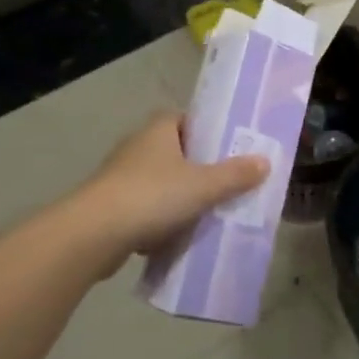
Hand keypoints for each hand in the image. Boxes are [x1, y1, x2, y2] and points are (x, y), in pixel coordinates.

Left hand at [67, 113, 267, 270]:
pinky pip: (146, 209)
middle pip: (178, 152)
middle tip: (229, 185)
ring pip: (162, 183)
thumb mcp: (203, 186)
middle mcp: (139, 145)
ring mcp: (122, 176)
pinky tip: (177, 239)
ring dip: (180, 198)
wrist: (93, 234)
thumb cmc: (152, 196)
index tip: (232, 149)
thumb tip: (265, 161)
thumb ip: (235, 175)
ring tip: (209, 214)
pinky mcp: (112, 205)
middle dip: (200, 169)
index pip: (189, 119)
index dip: (211, 131)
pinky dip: (160, 221)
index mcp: (159, 129)